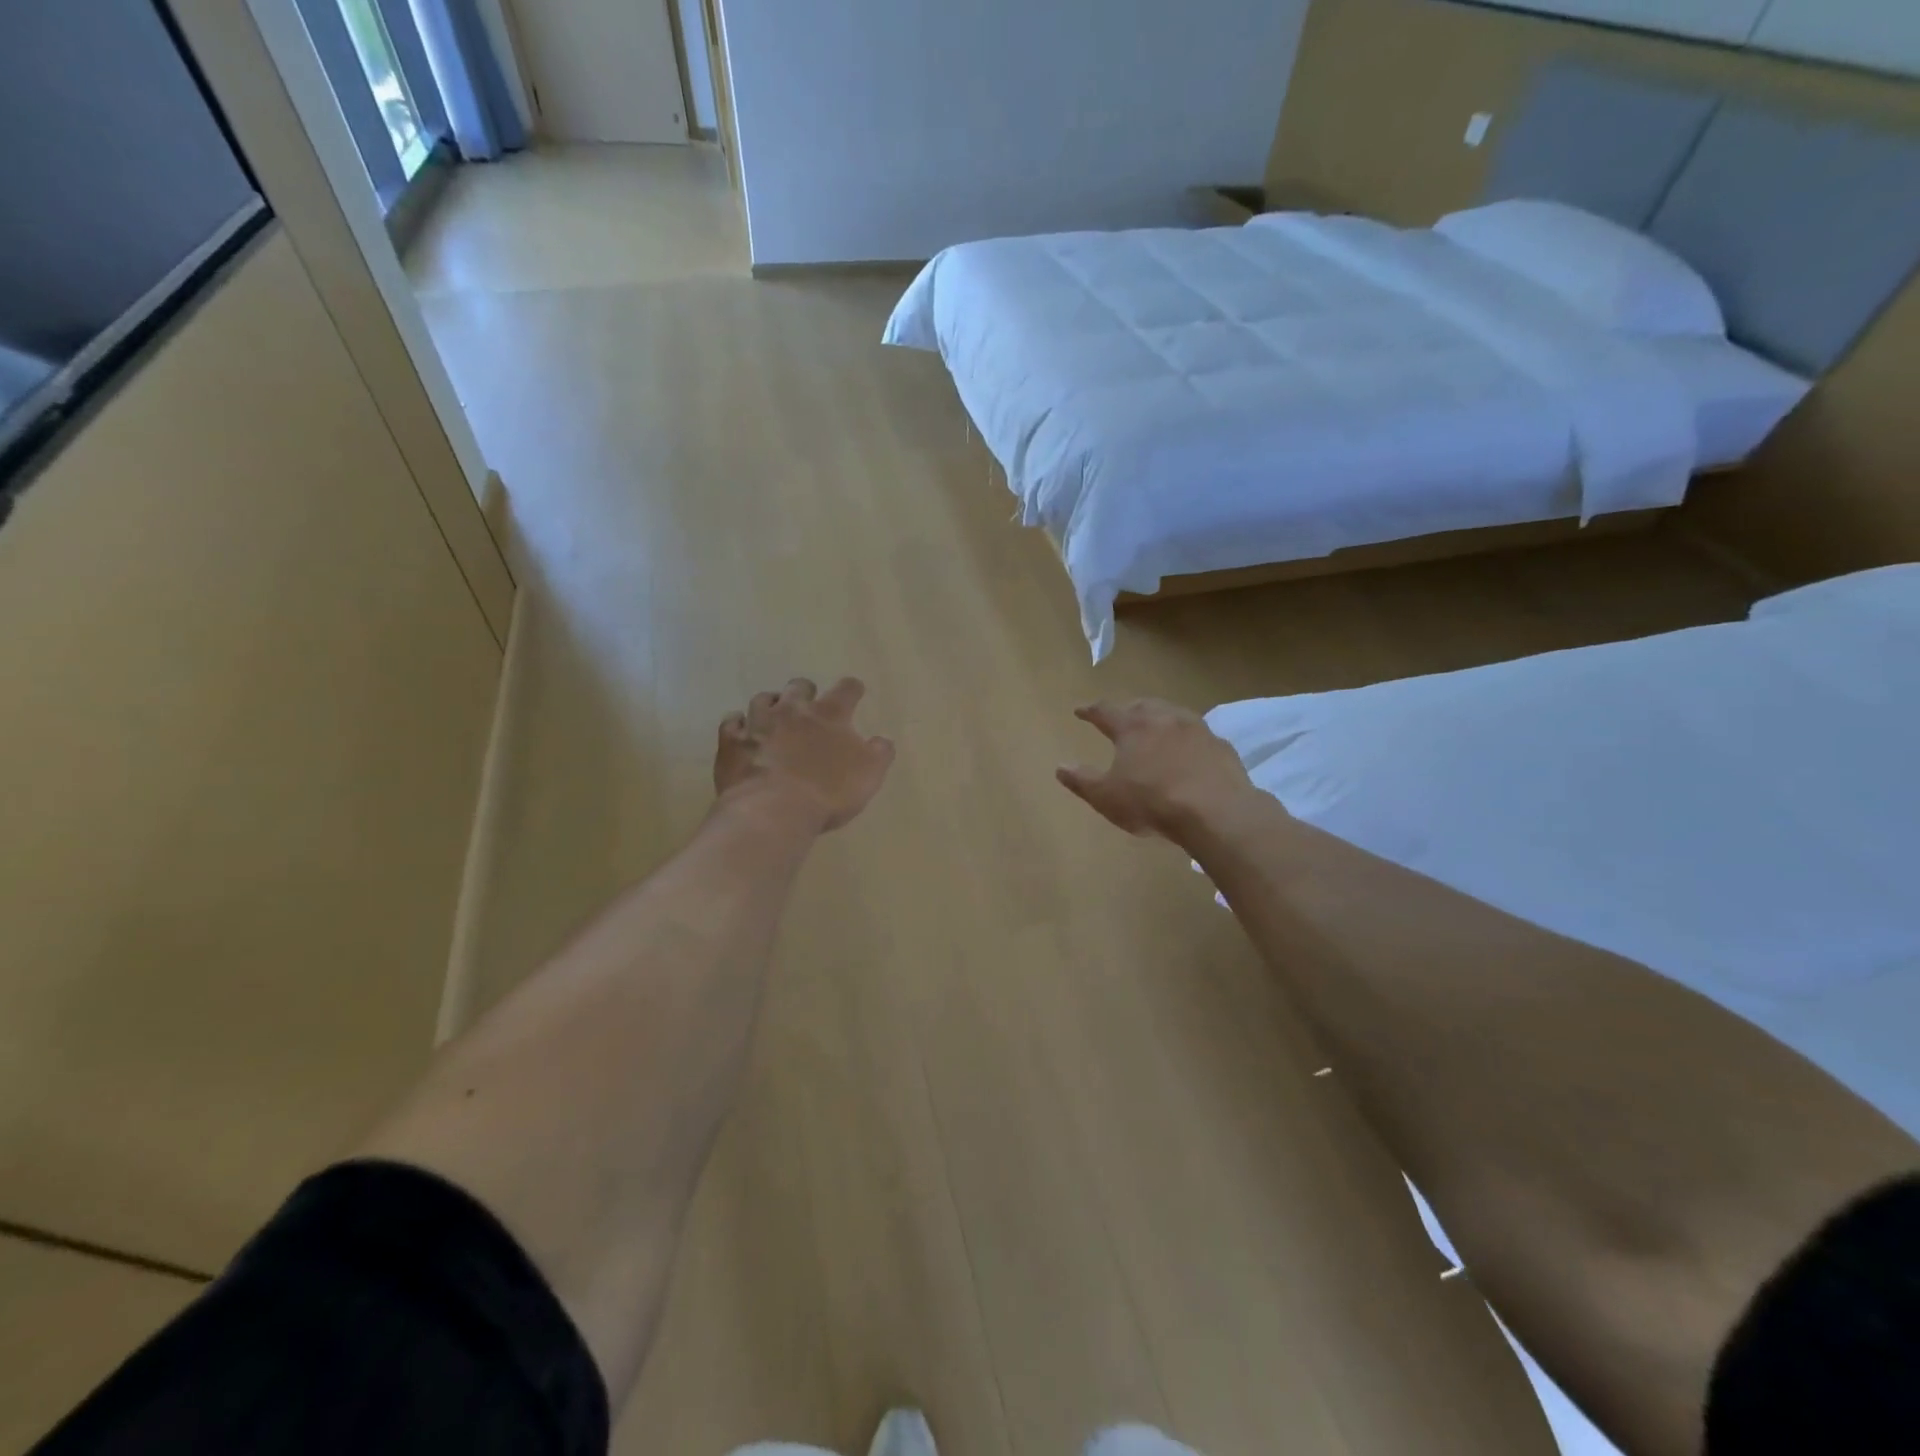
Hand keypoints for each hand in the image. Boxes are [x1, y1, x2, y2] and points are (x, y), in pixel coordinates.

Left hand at [715, 678, 895, 832]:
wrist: (773, 811)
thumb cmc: (828, 793)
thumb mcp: (869, 775)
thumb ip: (879, 753)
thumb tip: (882, 740)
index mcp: (830, 714)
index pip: (846, 689)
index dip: (852, 689)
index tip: (854, 693)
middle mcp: (793, 710)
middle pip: (799, 686)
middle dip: (806, 693)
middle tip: (809, 707)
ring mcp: (758, 723)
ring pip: (763, 699)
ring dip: (771, 704)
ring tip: (774, 716)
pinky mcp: (732, 742)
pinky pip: (731, 722)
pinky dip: (738, 724)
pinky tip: (741, 731)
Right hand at [1057, 698, 1256, 841]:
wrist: (1215, 811)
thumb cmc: (1152, 801)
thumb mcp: (1106, 796)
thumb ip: (1081, 780)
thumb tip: (1060, 766)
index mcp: (1132, 727)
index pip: (1105, 711)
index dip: (1090, 710)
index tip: (1080, 710)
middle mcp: (1164, 719)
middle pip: (1142, 706)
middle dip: (1128, 710)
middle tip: (1122, 717)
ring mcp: (1196, 729)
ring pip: (1173, 714)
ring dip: (1161, 719)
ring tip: (1156, 729)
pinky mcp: (1220, 746)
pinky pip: (1198, 735)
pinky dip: (1187, 739)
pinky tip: (1189, 753)